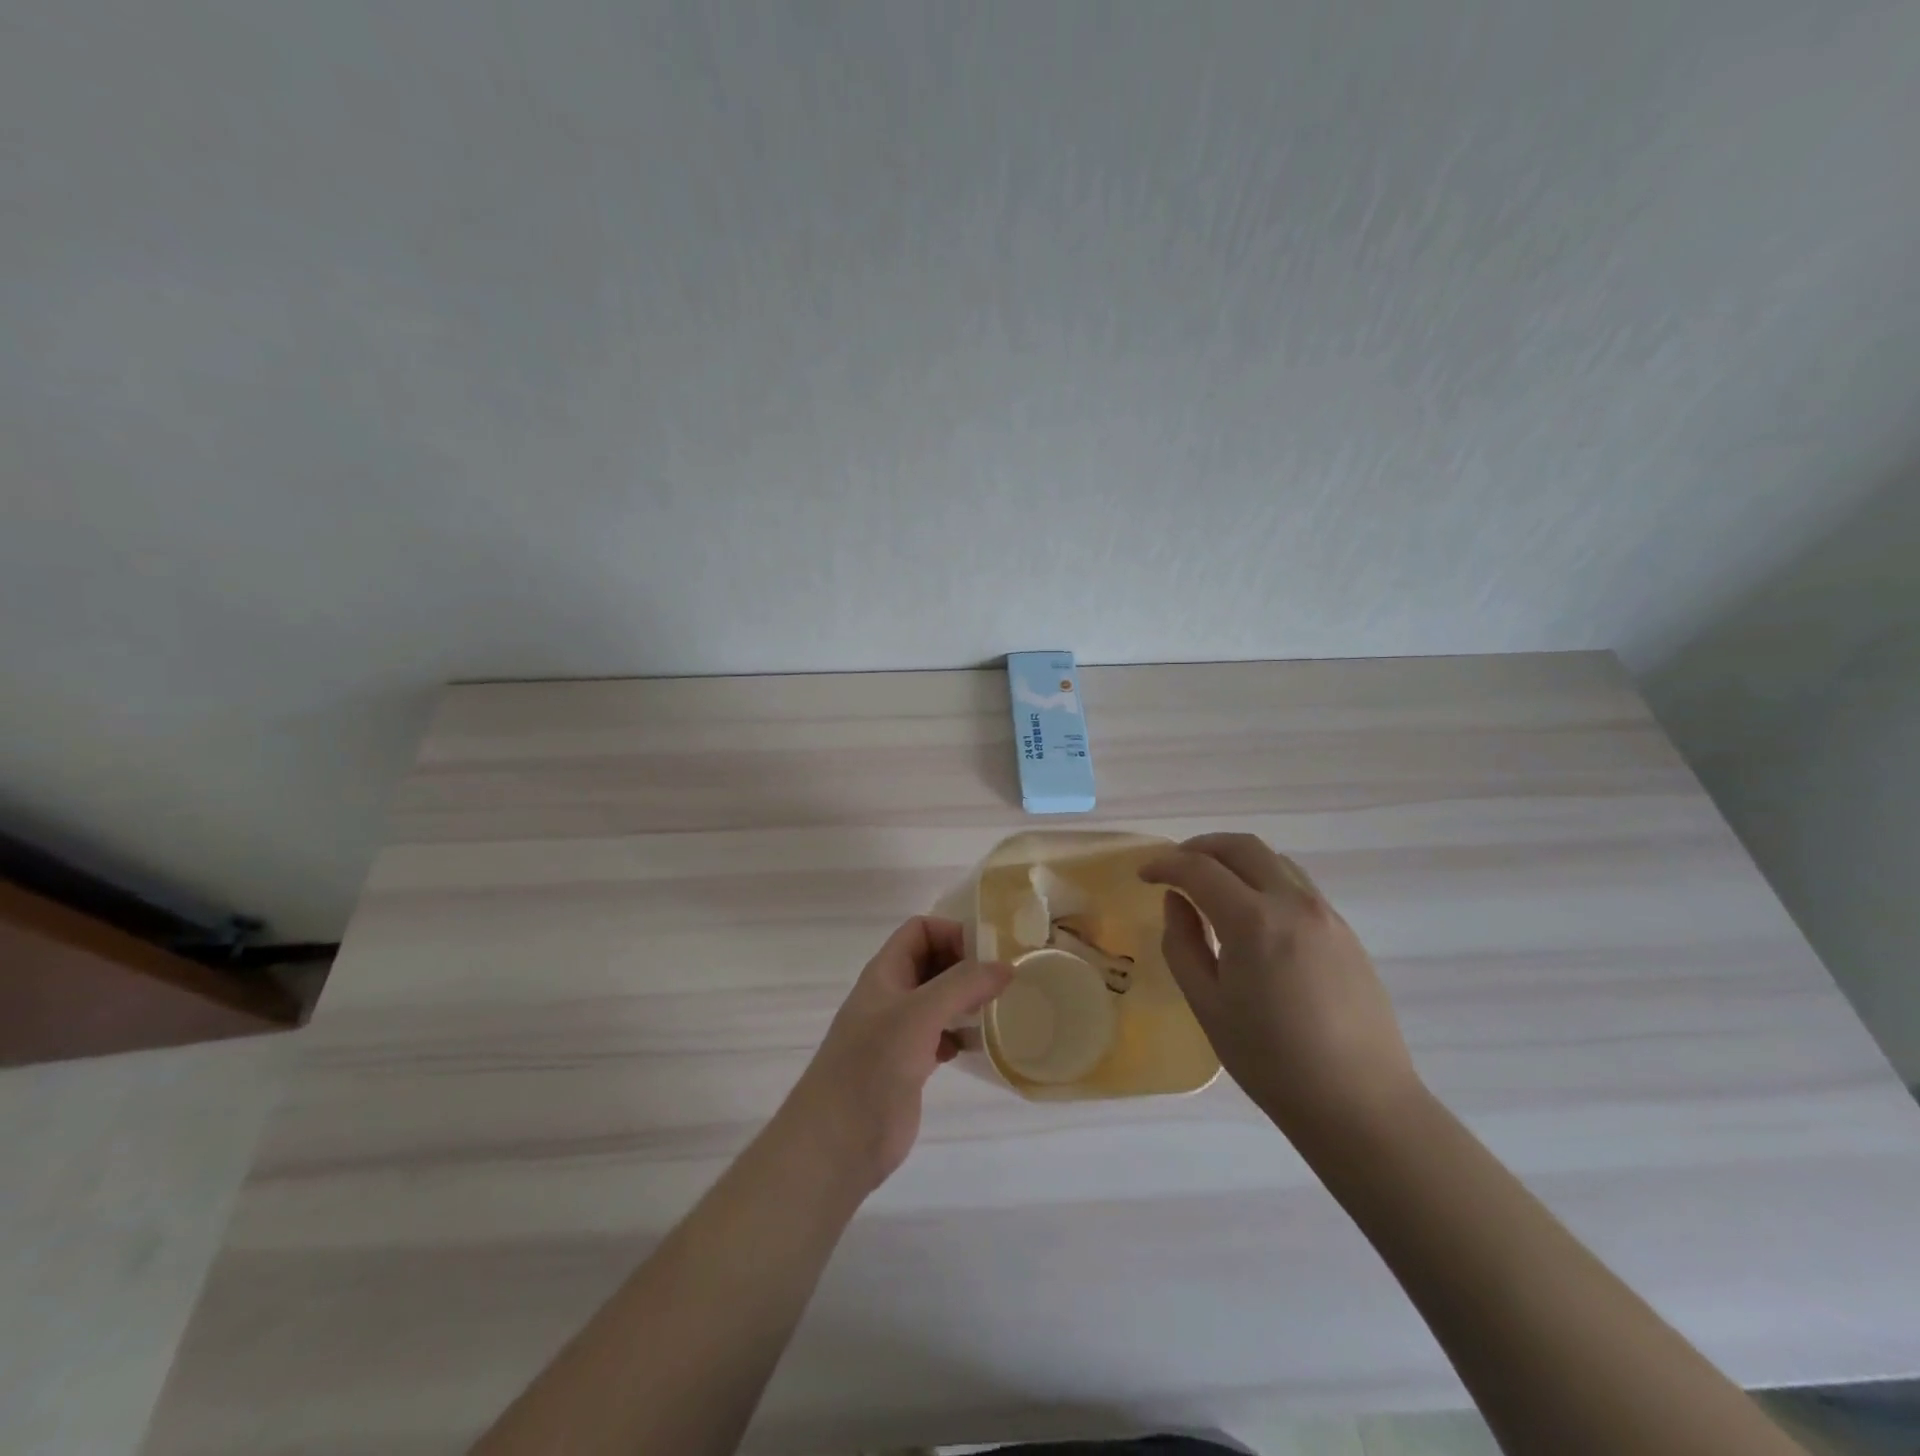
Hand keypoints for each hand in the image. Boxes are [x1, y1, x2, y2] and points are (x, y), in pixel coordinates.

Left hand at [779, 917, 1011, 1195]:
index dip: (951, 933)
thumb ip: (962, 985)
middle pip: (932, 962)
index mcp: (885, 973)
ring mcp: (899, 1032)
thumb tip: (1005, 966)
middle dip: (965, 965)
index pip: (919, 930)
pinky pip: (940, 1036)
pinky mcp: (909, 1065)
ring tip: (998, 1009)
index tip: (987, 954)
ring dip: (967, 1000)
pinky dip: (960, 1035)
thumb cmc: (872, 1066)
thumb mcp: (919, 1014)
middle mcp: (892, 995)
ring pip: (939, 1000)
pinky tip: (976, 1047)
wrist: (837, 1142)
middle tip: (1003, 981)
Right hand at [1141, 833, 1419, 1146]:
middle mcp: (1293, 903)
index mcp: (1253, 921)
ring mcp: (1326, 914)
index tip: (1144, 875)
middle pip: (1241, 846)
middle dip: (1200, 847)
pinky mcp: (1345, 931)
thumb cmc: (1271, 1061)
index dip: (1165, 865)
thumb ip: (1183, 943)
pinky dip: (1263, 879)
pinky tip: (1251, 913)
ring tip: (1211, 885)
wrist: (1360, 1104)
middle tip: (1174, 867)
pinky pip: (1297, 884)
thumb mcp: (1208, 1005)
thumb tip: (1177, 902)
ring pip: (1273, 859)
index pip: (1199, 869)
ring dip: (1235, 859)